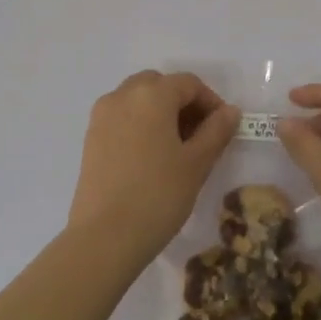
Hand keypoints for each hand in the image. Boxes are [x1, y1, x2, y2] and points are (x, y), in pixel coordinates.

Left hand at [68, 71, 239, 262]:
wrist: (105, 236)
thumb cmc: (159, 195)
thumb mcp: (197, 163)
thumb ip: (216, 131)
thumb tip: (229, 111)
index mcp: (151, 94)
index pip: (188, 83)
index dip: (211, 102)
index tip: (223, 129)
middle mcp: (122, 95)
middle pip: (159, 85)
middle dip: (183, 103)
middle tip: (200, 135)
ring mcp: (101, 116)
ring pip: (137, 100)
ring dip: (161, 112)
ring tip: (177, 148)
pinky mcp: (90, 138)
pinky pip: (122, 118)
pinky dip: (140, 125)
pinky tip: (152, 158)